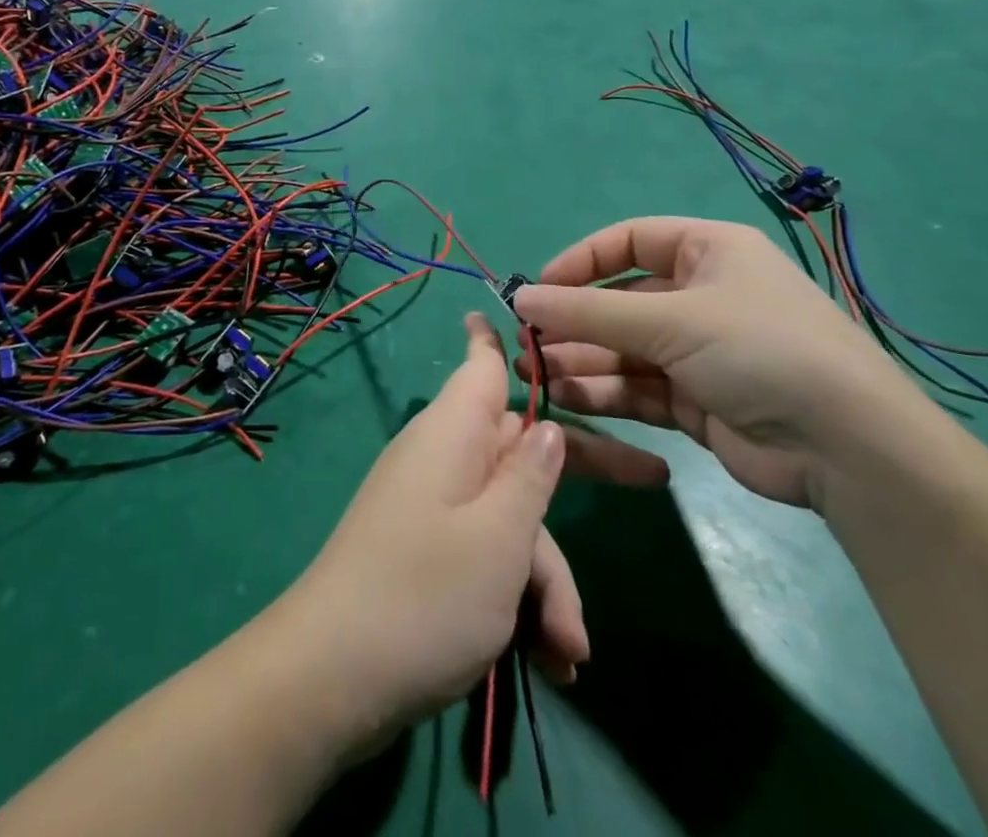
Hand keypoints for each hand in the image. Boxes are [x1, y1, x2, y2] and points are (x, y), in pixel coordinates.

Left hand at [278, 312, 665, 740]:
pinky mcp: (430, 554)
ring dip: (545, 582)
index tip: (528, 312)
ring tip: (567, 652)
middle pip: (520, 448)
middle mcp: (444, 458)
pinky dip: (518, 602)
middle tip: (654, 480)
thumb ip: (530, 477)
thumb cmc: (425, 593)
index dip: (503, 337)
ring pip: (511, 519)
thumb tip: (545, 427)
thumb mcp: (498, 537)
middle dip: (580, 479)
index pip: (481, 364)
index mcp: (453, 432)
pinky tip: (548, 663)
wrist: (333, 677)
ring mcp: (435, 507)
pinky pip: (487, 557)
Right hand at [513, 218, 936, 509]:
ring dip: (581, 359)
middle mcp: (702, 295)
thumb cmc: (760, 350)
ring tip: (535, 372)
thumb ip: (590, 311)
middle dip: (574, 320)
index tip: (539, 288)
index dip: (581, 260)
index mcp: (708, 252)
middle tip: (526, 340)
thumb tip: (520, 298)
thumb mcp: (672, 320)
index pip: (629, 241)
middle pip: (621, 300)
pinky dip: (604, 391)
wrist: (849, 451)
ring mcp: (699, 351)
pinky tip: (567, 397)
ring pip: (624, 347)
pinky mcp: (696, 400)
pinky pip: (637, 386)